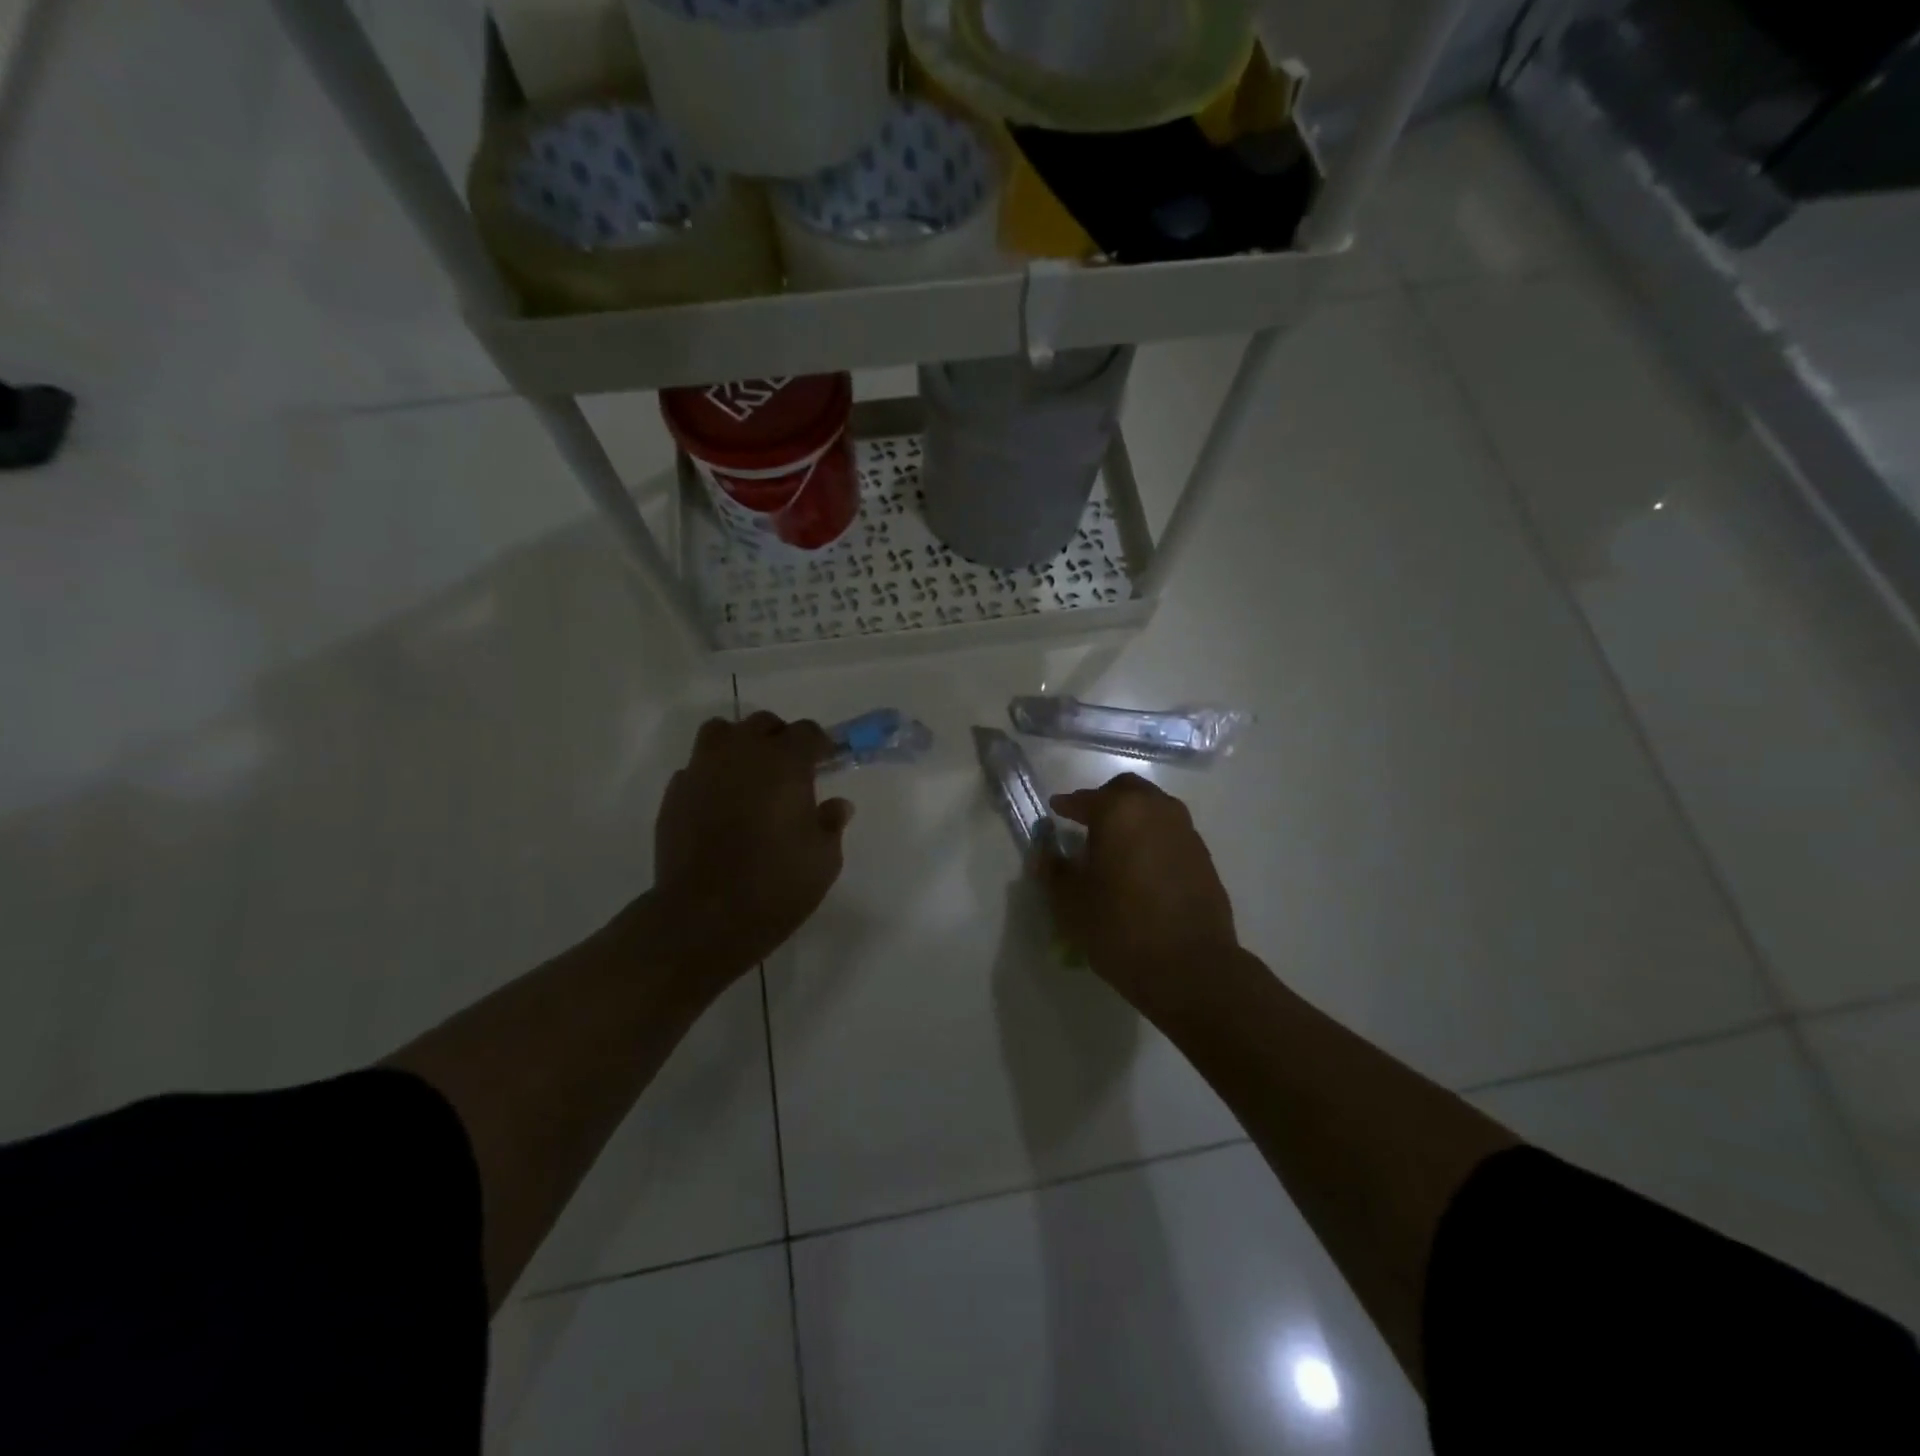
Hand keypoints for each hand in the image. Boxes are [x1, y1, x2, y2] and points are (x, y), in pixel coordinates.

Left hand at [643, 712, 853, 994]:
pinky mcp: (675, 794)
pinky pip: (695, 768)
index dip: (819, 744)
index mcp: (785, 763)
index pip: (806, 731)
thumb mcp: (823, 860)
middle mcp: (742, 755)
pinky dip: (710, 776)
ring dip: (738, 745)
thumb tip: (837, 805)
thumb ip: (830, 824)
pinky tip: (718, 804)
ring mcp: (702, 770)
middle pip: (762, 724)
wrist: (704, 917)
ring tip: (747, 775)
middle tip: (788, 770)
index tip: (826, 762)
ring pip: (720, 733)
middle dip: (778, 739)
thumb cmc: (775, 885)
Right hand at [1043, 774, 1239, 1019]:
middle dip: (1105, 801)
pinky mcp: (1204, 858)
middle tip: (1087, 821)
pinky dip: (1153, 840)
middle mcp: (1157, 811)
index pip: (1088, 798)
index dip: (1069, 804)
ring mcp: (1186, 833)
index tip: (1056, 809)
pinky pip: (1171, 835)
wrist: (1190, 967)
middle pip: (1128, 792)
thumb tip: (1045, 854)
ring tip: (1115, 846)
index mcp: (1120, 812)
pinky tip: (1141, 867)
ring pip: (1154, 810)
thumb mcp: (1070, 902)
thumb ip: (1054, 871)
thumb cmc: (1120, 927)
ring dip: (1133, 819)